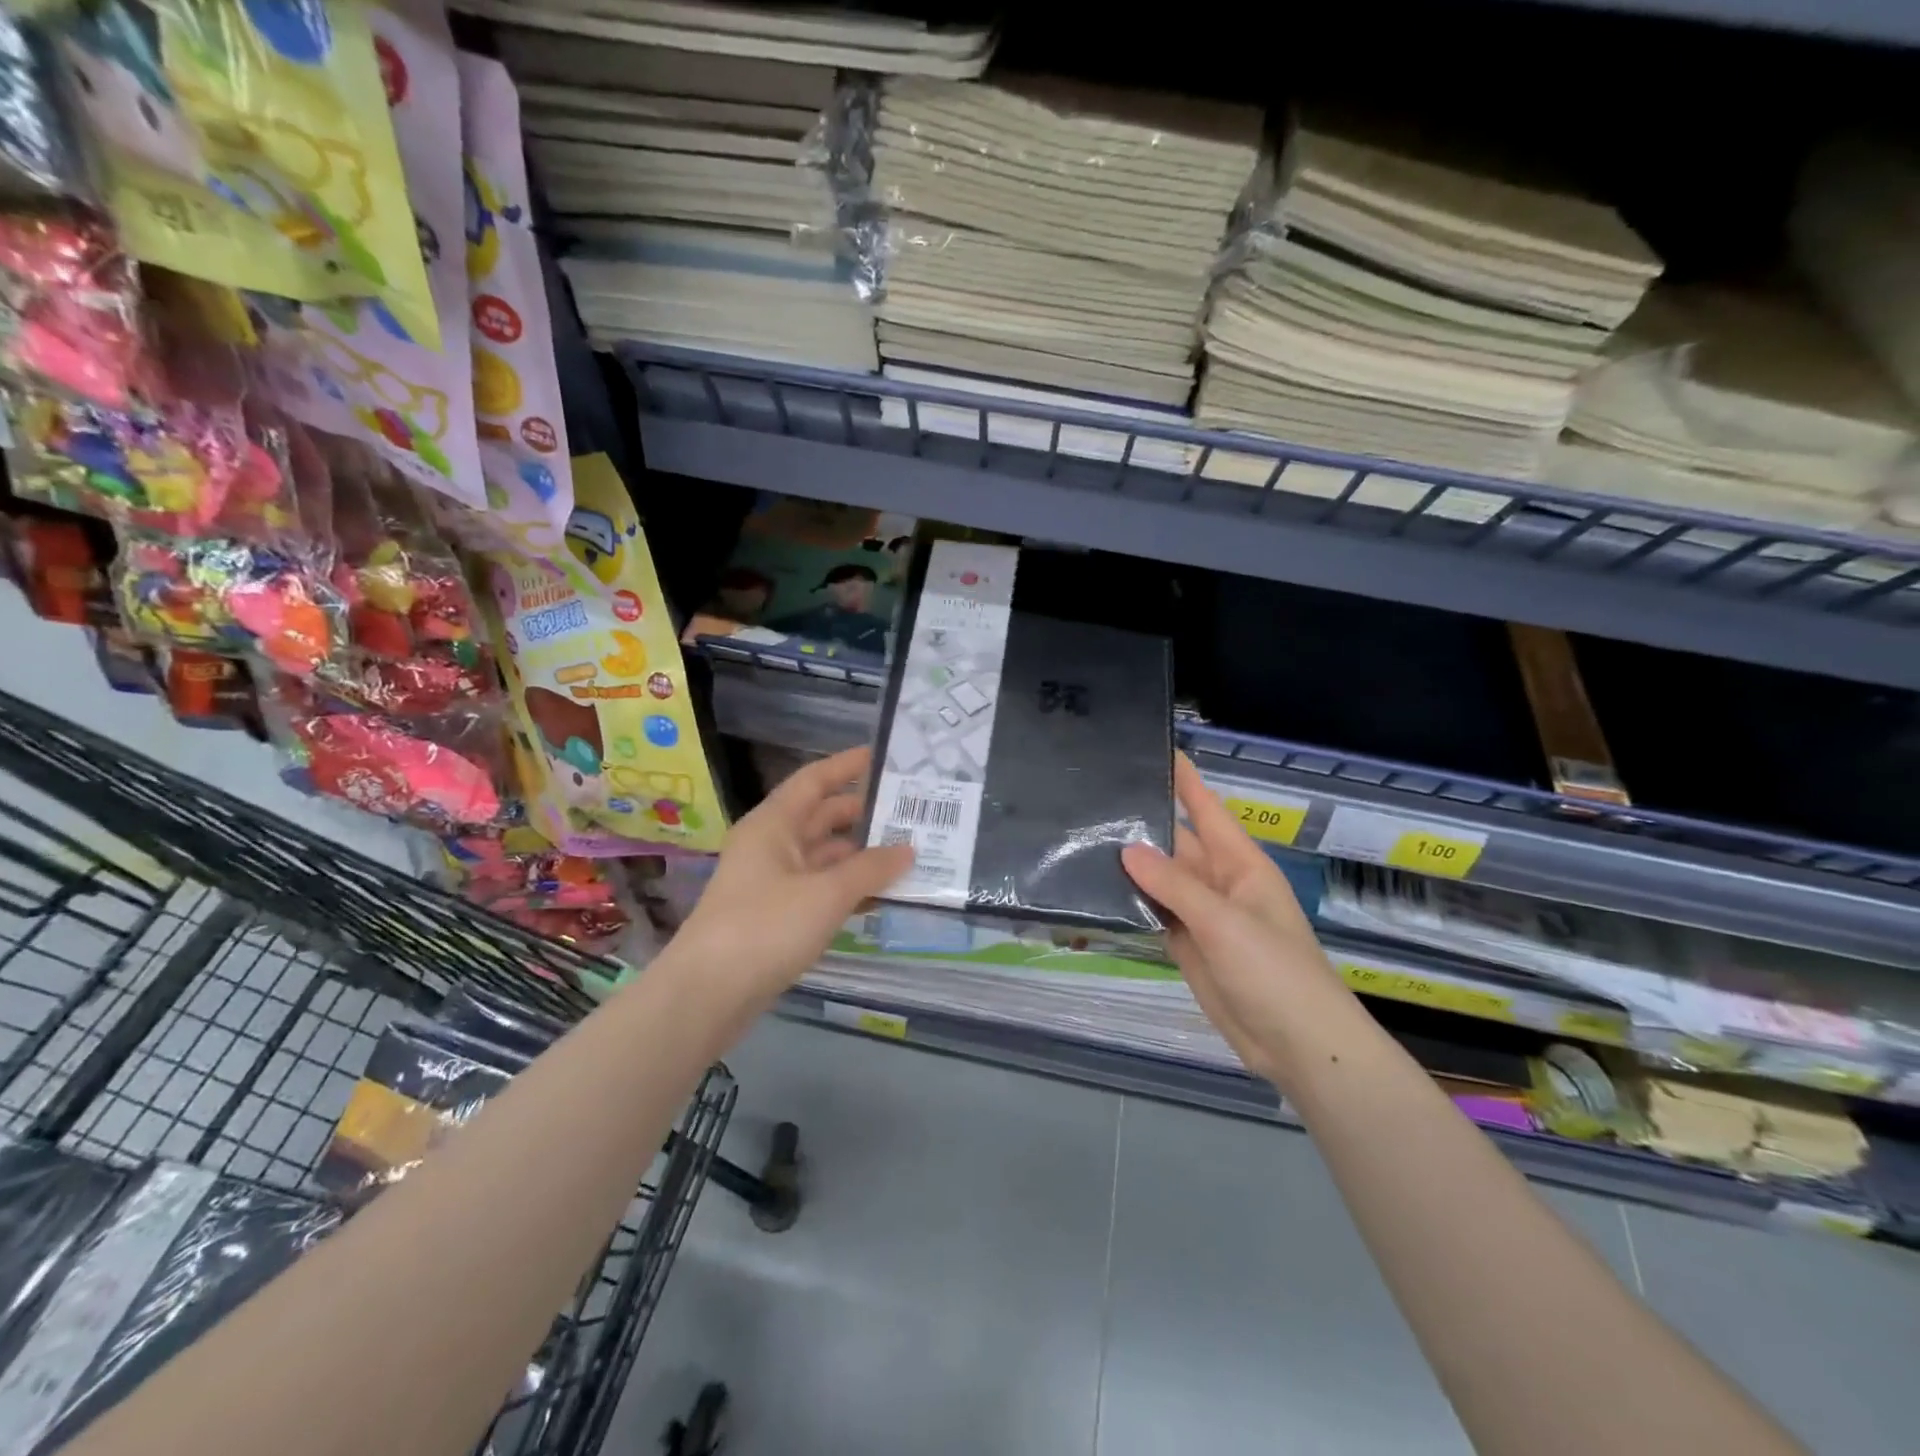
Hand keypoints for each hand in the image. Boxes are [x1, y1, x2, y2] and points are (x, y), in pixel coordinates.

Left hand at [678, 746, 912, 1009]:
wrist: (709, 994)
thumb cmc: (766, 926)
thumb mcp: (826, 894)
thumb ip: (871, 869)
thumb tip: (908, 850)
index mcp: (774, 824)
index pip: (814, 780)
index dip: (847, 766)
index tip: (886, 758)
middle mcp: (771, 845)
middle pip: (822, 818)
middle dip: (865, 814)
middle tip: (913, 812)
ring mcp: (772, 882)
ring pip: (824, 856)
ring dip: (862, 856)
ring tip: (910, 853)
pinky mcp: (777, 915)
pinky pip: (820, 889)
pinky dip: (849, 888)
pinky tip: (883, 895)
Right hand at [1122, 755, 1361, 1084]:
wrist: (1297, 1045)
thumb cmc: (1274, 972)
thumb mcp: (1225, 922)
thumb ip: (1175, 884)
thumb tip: (1127, 849)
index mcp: (1240, 863)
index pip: (1206, 808)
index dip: (1183, 778)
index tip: (1151, 748)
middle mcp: (1218, 881)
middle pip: (1176, 841)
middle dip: (1141, 821)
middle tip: (1092, 798)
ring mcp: (1201, 915)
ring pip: (1160, 878)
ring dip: (1129, 864)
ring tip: (1081, 837)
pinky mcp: (1187, 944)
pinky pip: (1155, 912)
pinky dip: (1130, 902)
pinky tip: (1096, 889)